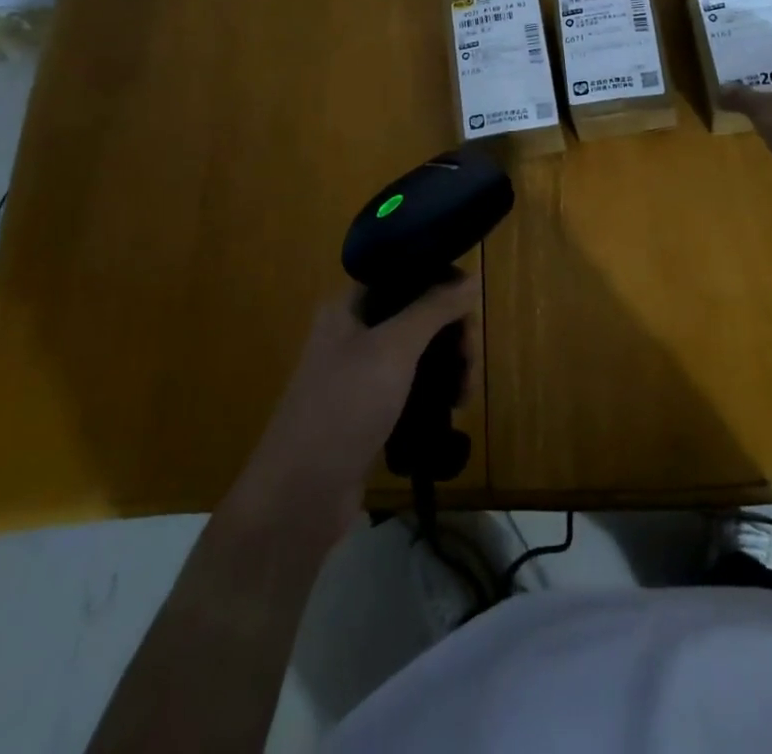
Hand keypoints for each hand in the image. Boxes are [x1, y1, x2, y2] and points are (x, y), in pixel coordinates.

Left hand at [228, 277, 479, 549]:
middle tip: (469, 363)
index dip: (441, 282)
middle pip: (416, 313)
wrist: (298, 498)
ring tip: (463, 396)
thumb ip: (433, 309)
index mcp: (349, 306)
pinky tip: (450, 410)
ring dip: (447, 364)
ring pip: (417, 351)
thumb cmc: (343, 408)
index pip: (404, 272)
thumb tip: (473, 276)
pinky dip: (433, 391)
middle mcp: (353, 332)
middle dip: (450, 332)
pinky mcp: (368, 410)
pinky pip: (410, 385)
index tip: (471, 308)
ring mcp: (359, 374)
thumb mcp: (393, 350)